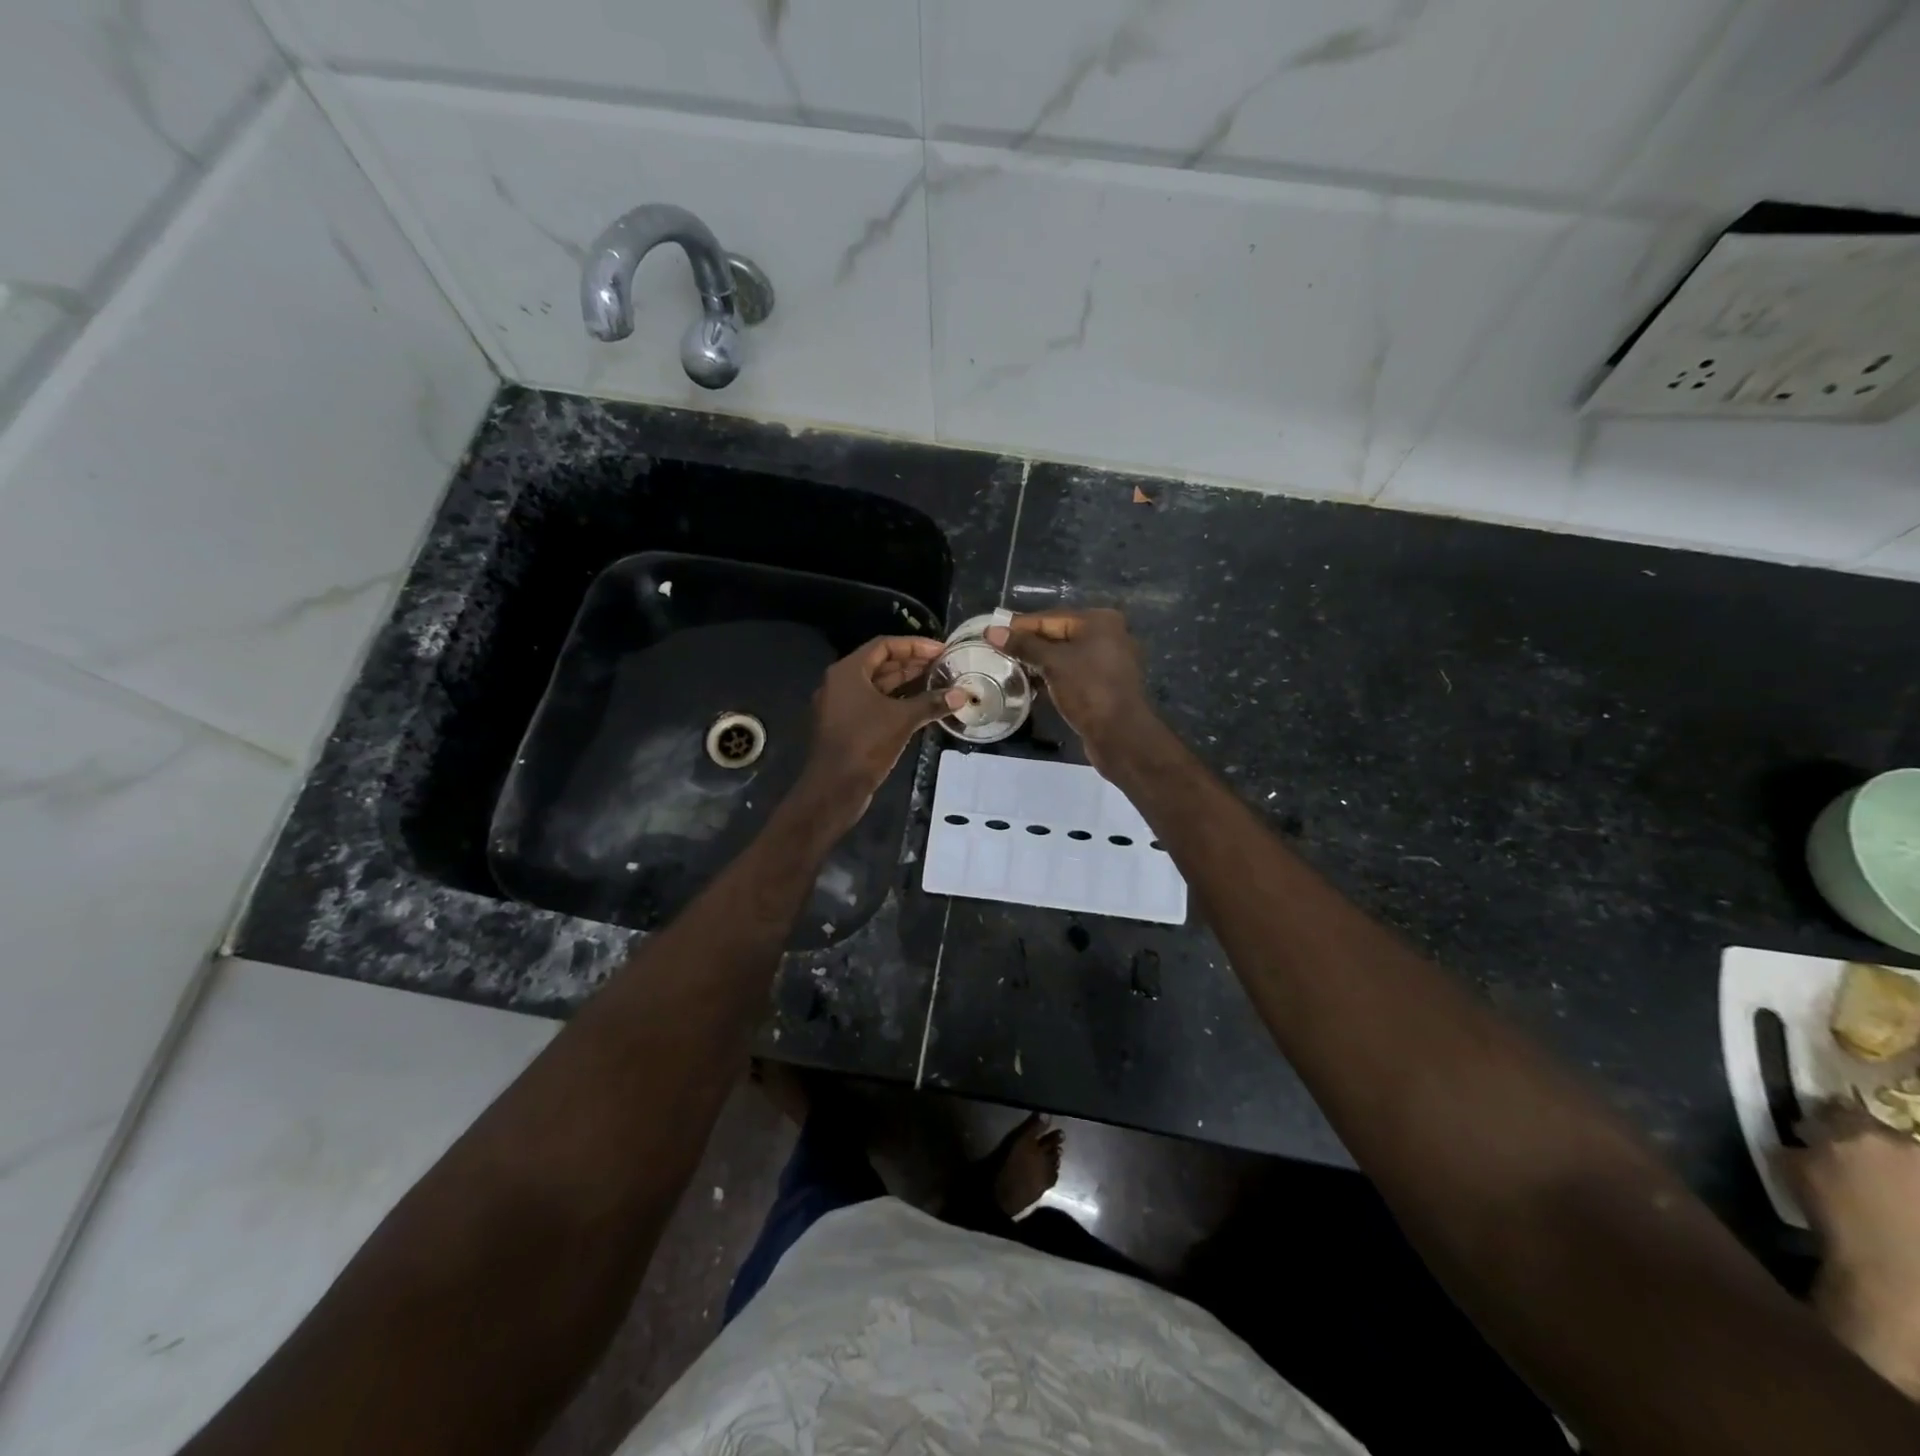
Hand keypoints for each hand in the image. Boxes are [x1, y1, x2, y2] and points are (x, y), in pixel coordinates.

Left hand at [797, 635, 965, 822]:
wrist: (834, 788)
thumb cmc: (865, 744)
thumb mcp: (902, 720)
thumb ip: (931, 703)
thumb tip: (961, 694)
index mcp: (848, 672)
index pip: (884, 646)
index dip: (914, 645)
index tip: (941, 650)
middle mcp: (841, 683)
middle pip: (880, 664)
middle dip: (912, 664)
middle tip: (943, 666)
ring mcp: (841, 706)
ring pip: (877, 687)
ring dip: (906, 684)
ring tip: (937, 684)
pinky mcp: (846, 726)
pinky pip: (873, 705)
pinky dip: (896, 703)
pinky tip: (921, 708)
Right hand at [985, 609, 1153, 771]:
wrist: (1120, 735)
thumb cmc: (1088, 690)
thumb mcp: (1053, 663)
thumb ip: (1023, 645)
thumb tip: (992, 631)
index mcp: (1099, 621)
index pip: (1051, 618)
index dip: (1019, 626)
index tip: (991, 633)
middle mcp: (1108, 635)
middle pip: (1059, 634)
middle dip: (1029, 644)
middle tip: (997, 651)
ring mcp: (1109, 661)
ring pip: (1065, 656)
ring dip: (1039, 662)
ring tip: (1009, 668)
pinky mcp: (1105, 684)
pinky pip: (1073, 673)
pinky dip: (1053, 676)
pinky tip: (1032, 684)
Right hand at [1785, 1103, 1919, 1397]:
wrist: (1896, 1275)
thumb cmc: (1835, 1218)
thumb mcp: (1793, 1173)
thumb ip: (1796, 1149)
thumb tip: (1800, 1142)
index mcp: (1857, 1129)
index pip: (1836, 1107)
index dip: (1825, 1117)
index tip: (1815, 1130)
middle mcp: (1904, 1144)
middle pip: (1881, 1132)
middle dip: (1866, 1144)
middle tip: (1851, 1160)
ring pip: (1910, 1161)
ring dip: (1894, 1169)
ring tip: (1879, 1188)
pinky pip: (1919, 1187)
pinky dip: (1910, 1192)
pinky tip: (1899, 1210)